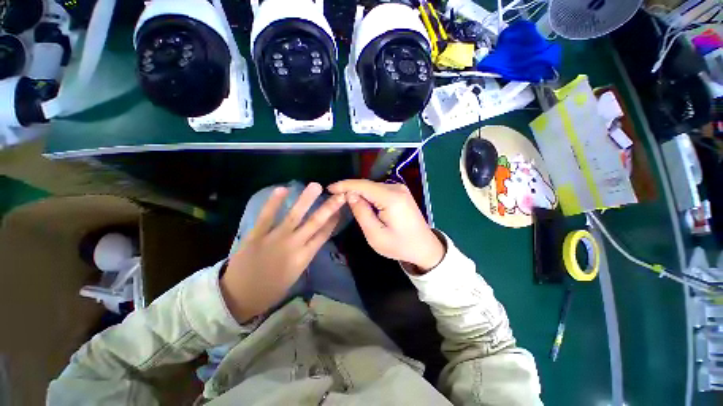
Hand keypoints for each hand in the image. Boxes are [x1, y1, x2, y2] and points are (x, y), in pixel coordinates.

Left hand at [221, 183, 344, 321]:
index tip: (341, 209)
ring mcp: (275, 239)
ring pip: (294, 216)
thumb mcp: (295, 274)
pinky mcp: (257, 235)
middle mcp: (294, 245)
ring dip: (306, 200)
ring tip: (316, 186)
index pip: (323, 235)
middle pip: (315, 223)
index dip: (334, 221)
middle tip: (339, 195)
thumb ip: (305, 255)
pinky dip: (274, 203)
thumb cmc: (271, 289)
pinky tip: (283, 189)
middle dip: (328, 208)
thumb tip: (314, 239)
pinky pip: (267, 216)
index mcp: (304, 257)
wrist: (239, 297)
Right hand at [328, 180, 444, 272]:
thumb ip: (361, 213)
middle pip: (367, 184)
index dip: (344, 185)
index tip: (329, 189)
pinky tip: (361, 201)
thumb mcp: (376, 235)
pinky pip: (379, 190)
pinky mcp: (400, 192)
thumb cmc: (400, 245)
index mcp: (391, 198)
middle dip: (350, 189)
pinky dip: (367, 194)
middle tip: (335, 197)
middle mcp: (396, 188)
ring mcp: (400, 189)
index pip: (362, 185)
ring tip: (344, 200)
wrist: (424, 247)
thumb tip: (350, 195)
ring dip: (358, 192)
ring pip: (372, 187)